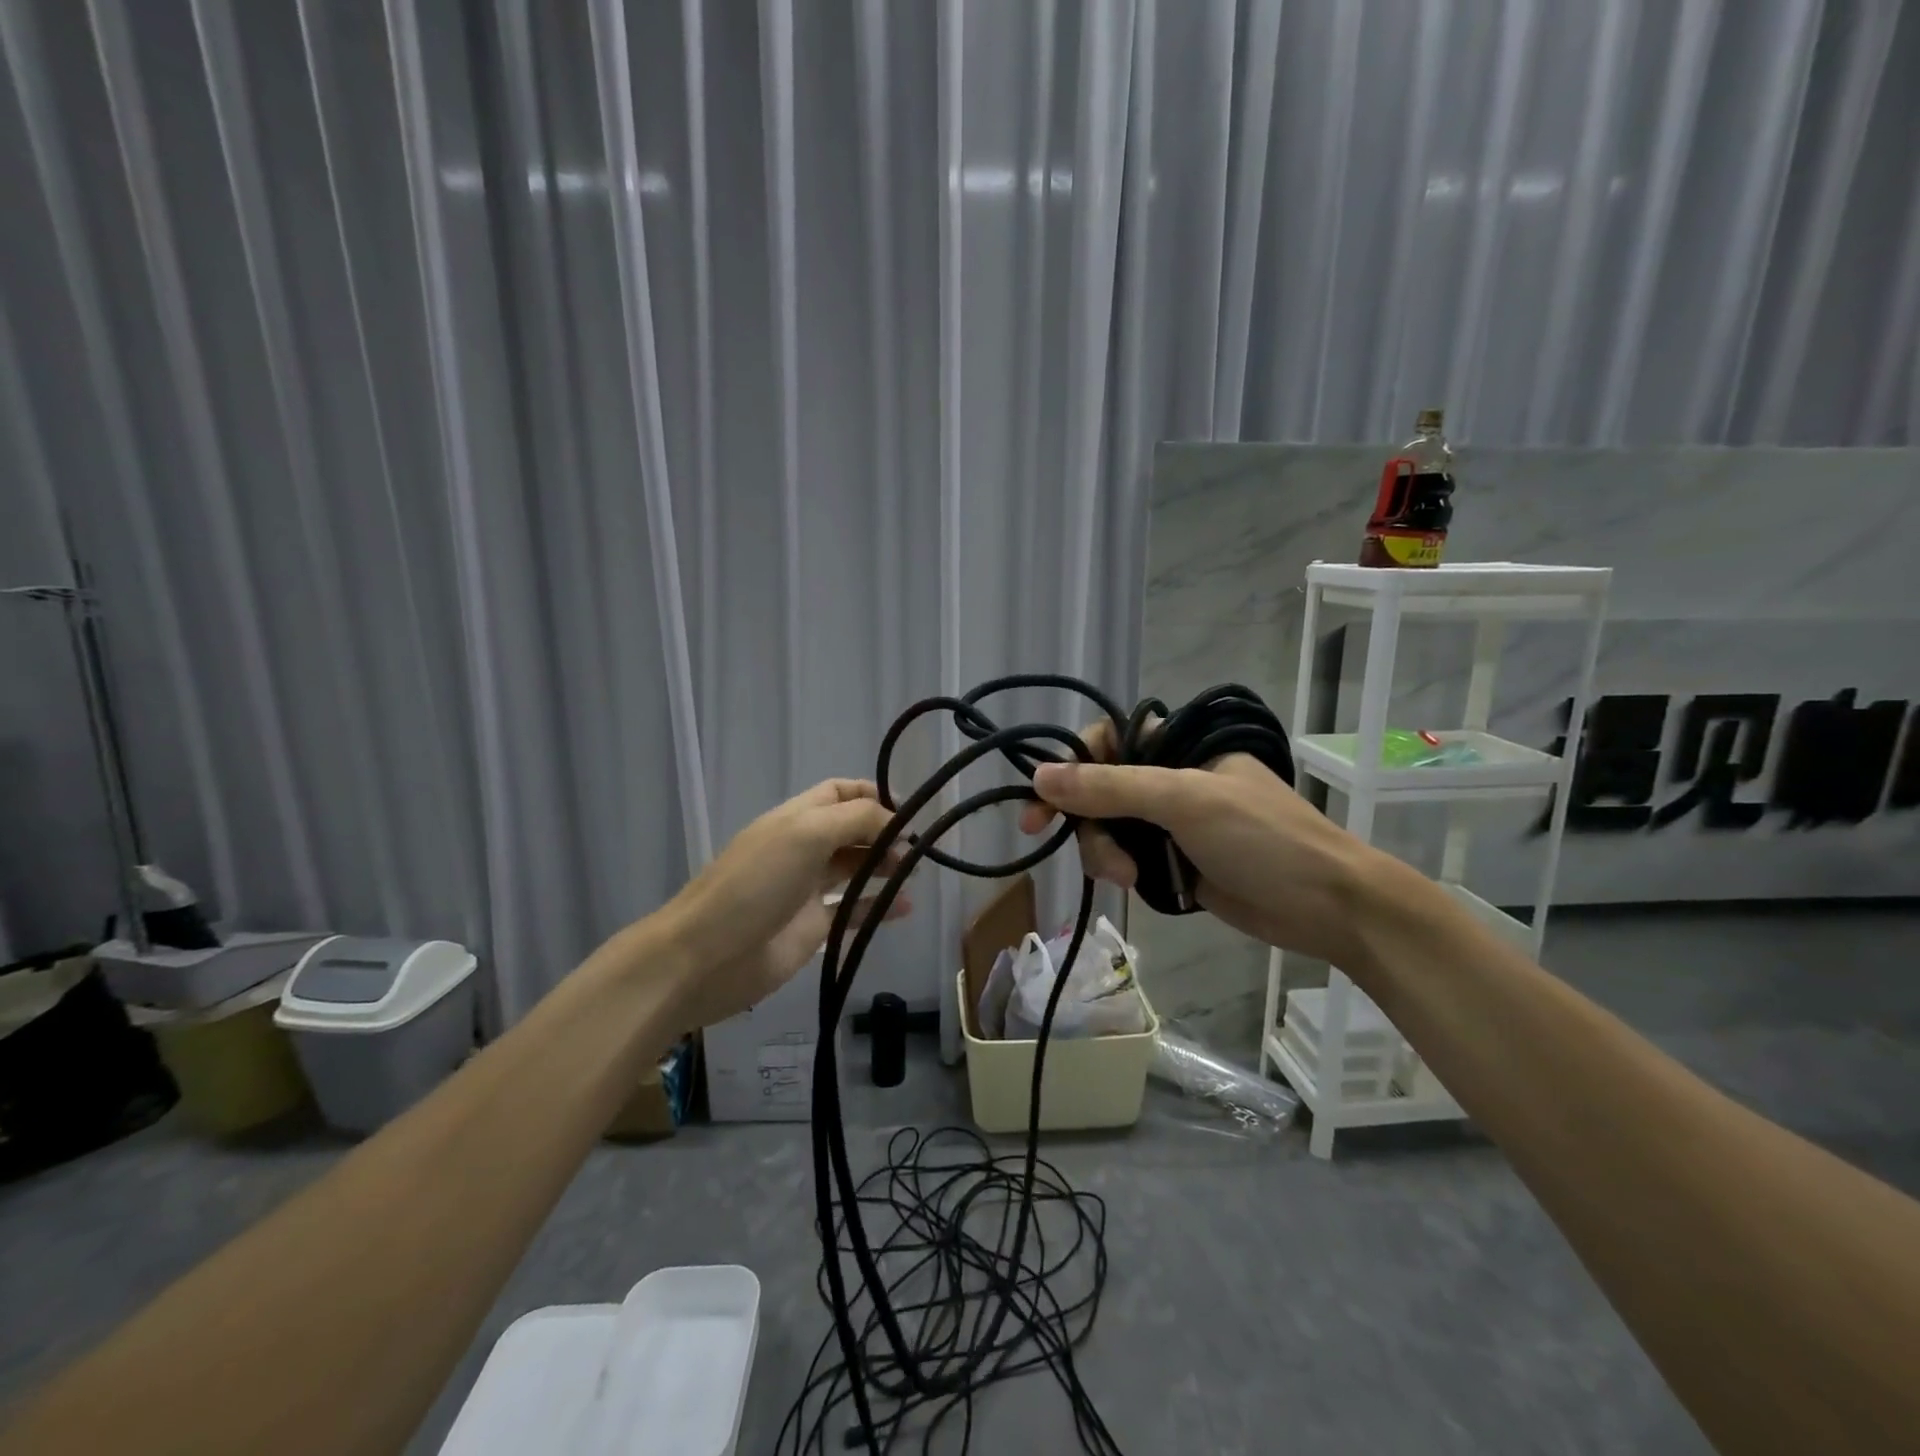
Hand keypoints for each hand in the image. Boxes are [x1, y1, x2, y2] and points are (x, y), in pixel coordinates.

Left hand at [661, 779, 910, 1029]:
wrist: (704, 958)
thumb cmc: (755, 884)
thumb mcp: (806, 834)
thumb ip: (855, 820)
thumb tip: (896, 825)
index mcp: (796, 818)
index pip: (839, 793)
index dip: (872, 794)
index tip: (908, 811)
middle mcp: (803, 848)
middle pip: (852, 830)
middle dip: (885, 833)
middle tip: (916, 850)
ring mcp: (807, 890)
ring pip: (855, 869)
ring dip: (885, 867)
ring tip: (913, 874)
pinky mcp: (812, 929)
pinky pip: (853, 911)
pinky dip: (879, 907)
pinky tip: (905, 908)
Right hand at [1017, 723, 1388, 969]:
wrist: (1328, 906)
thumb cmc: (1263, 838)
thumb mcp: (1185, 801)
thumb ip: (1110, 787)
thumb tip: (1038, 776)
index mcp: (1179, 746)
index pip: (1106, 740)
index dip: (1069, 765)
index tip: (1040, 801)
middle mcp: (1170, 778)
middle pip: (1098, 789)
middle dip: (1086, 821)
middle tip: (1074, 850)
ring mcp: (1171, 822)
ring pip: (1107, 828)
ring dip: (1103, 851)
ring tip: (1127, 879)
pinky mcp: (1173, 861)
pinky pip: (1126, 857)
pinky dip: (1120, 870)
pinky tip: (1134, 886)